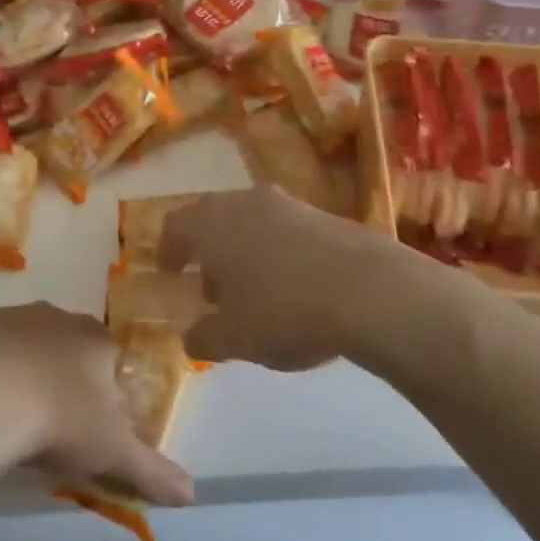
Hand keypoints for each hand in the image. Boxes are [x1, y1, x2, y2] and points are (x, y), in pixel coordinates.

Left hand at [0, 304, 193, 507]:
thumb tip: (192, 494)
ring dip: (18, 367)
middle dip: (61, 374)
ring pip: (19, 340)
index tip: (92, 422)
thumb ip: (154, 471)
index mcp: (92, 338)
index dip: (104, 388)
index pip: (109, 356)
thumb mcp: (113, 452)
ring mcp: (5, 315)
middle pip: (64, 344)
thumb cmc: (57, 420)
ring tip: (8, 412)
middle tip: (49, 420)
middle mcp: (52, 315)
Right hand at [159, 185, 464, 371]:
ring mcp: (289, 205)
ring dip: (245, 253)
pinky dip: (279, 254)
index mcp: (211, 222)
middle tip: (212, 290)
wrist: (372, 292)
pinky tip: (296, 290)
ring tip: (256, 294)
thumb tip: (191, 338)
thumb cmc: (284, 310)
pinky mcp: (327, 216)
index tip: (169, 272)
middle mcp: (244, 202)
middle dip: (209, 253)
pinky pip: (287, 232)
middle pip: (214, 220)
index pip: (175, 226)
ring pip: (252, 224)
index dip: (168, 250)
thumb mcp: (234, 338)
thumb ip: (204, 337)